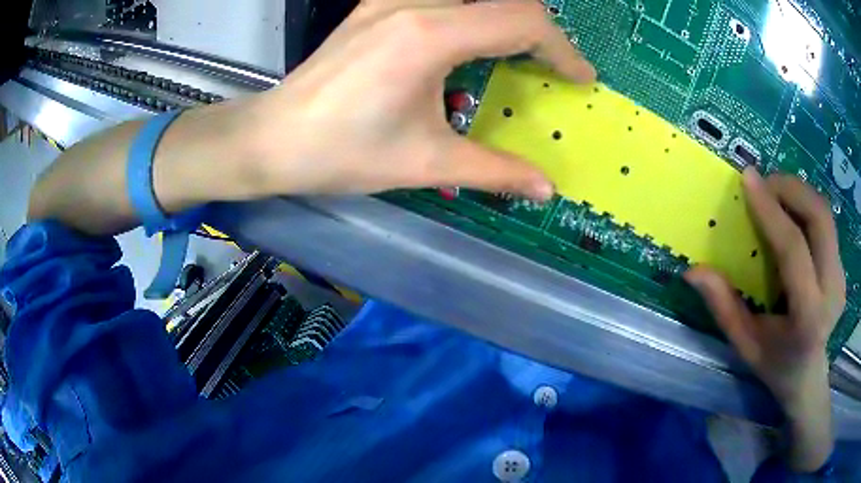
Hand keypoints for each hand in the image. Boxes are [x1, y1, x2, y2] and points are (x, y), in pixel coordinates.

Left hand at [244, 0, 595, 199]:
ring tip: (514, 55)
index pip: (523, 21)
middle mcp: (413, 2)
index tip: (579, 78)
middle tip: (550, 69)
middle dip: (539, 33)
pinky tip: (465, 42)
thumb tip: (545, 188)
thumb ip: (494, 170)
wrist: (273, 138)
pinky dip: (470, 13)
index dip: (563, 49)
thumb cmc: (341, 153)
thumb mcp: (424, 163)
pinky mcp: (376, 5)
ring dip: (503, 18)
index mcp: (429, 35)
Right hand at [685, 168, 844, 471]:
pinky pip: (826, 223)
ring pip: (825, 214)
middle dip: (791, 188)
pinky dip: (806, 206)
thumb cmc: (774, 365)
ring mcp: (841, 276)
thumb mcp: (744, 344)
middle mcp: (832, 290)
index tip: (748, 178)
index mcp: (808, 316)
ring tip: (775, 193)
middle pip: (819, 218)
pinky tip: (791, 213)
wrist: (808, 376)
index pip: (793, 249)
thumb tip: (693, 271)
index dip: (770, 210)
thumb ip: (723, 307)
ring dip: (799, 193)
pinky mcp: (842, 267)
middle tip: (764, 183)